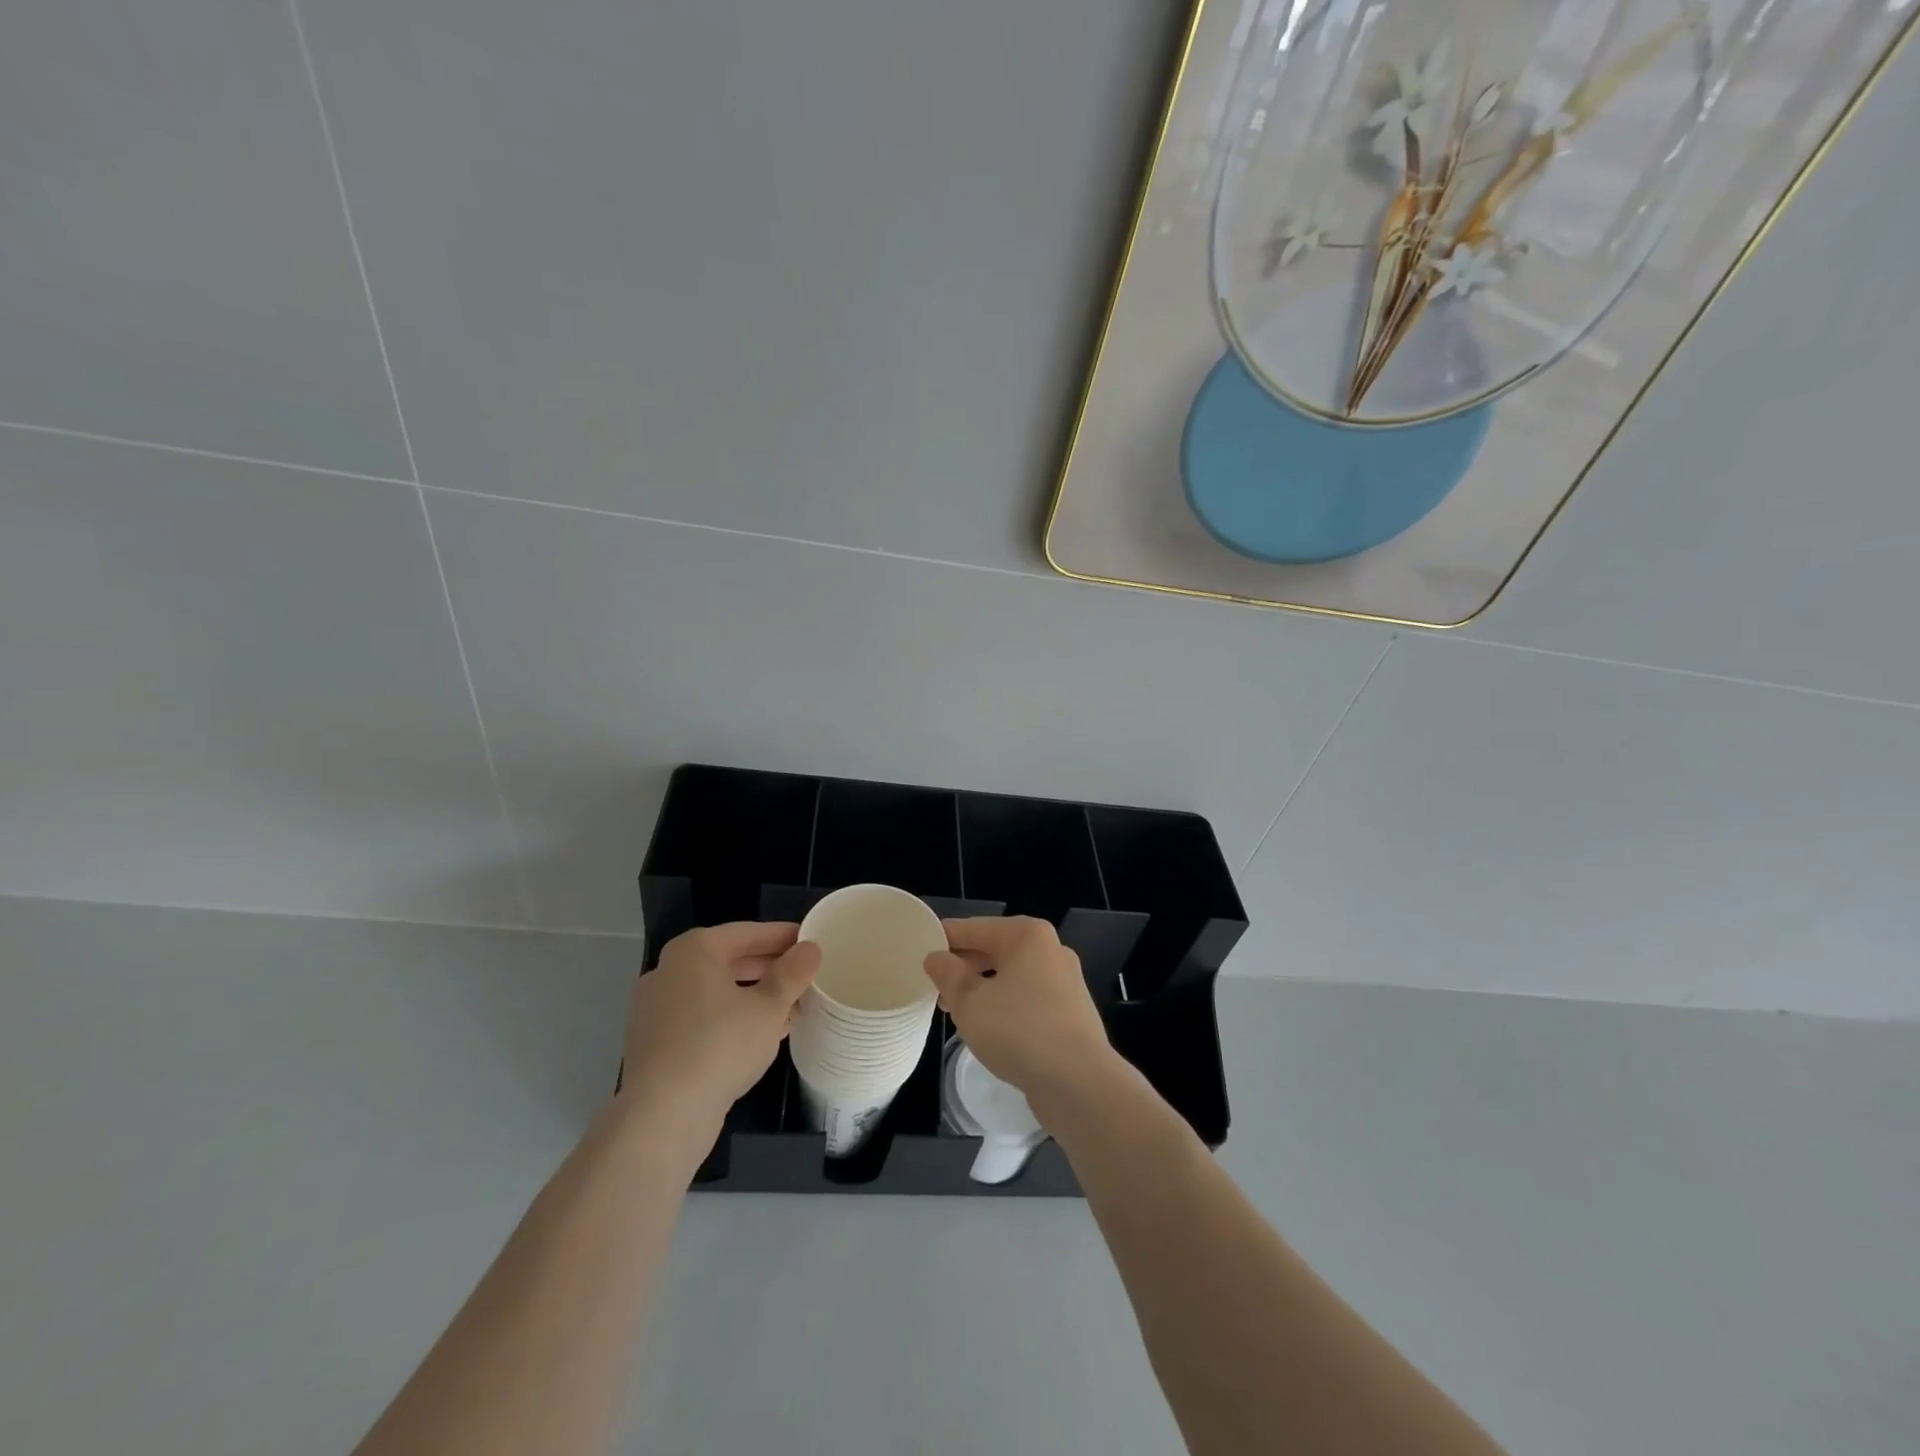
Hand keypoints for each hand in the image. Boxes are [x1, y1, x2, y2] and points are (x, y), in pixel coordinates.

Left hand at [620, 922, 819, 1138]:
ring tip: (788, 1008)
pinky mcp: (654, 1042)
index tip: (810, 941)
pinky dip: (729, 1018)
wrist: (663, 1116)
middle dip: (768, 968)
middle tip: (803, 975)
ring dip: (752, 996)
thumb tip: (810, 949)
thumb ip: (793, 974)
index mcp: (694, 951)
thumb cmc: (720, 1046)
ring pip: (715, 991)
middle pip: (729, 960)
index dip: (782, 936)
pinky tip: (758, 1036)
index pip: (747, 933)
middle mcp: (668, 971)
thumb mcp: (770, 1007)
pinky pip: (700, 1017)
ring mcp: (655, 1008)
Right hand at [924, 917, 1117, 1108]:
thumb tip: (936, 957)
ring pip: (1012, 976)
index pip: (974, 928)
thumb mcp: (969, 1002)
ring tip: (956, 1010)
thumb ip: (948, 975)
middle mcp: (1050, 949)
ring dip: (983, 989)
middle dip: (964, 967)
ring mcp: (1064, 981)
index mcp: (1027, 935)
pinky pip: (1028, 999)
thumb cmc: (1018, 1030)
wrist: (1078, 1082)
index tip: (918, 951)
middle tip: (935, 987)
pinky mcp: (1070, 1012)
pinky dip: (1005, 1006)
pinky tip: (989, 1029)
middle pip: (995, 949)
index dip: (944, 939)